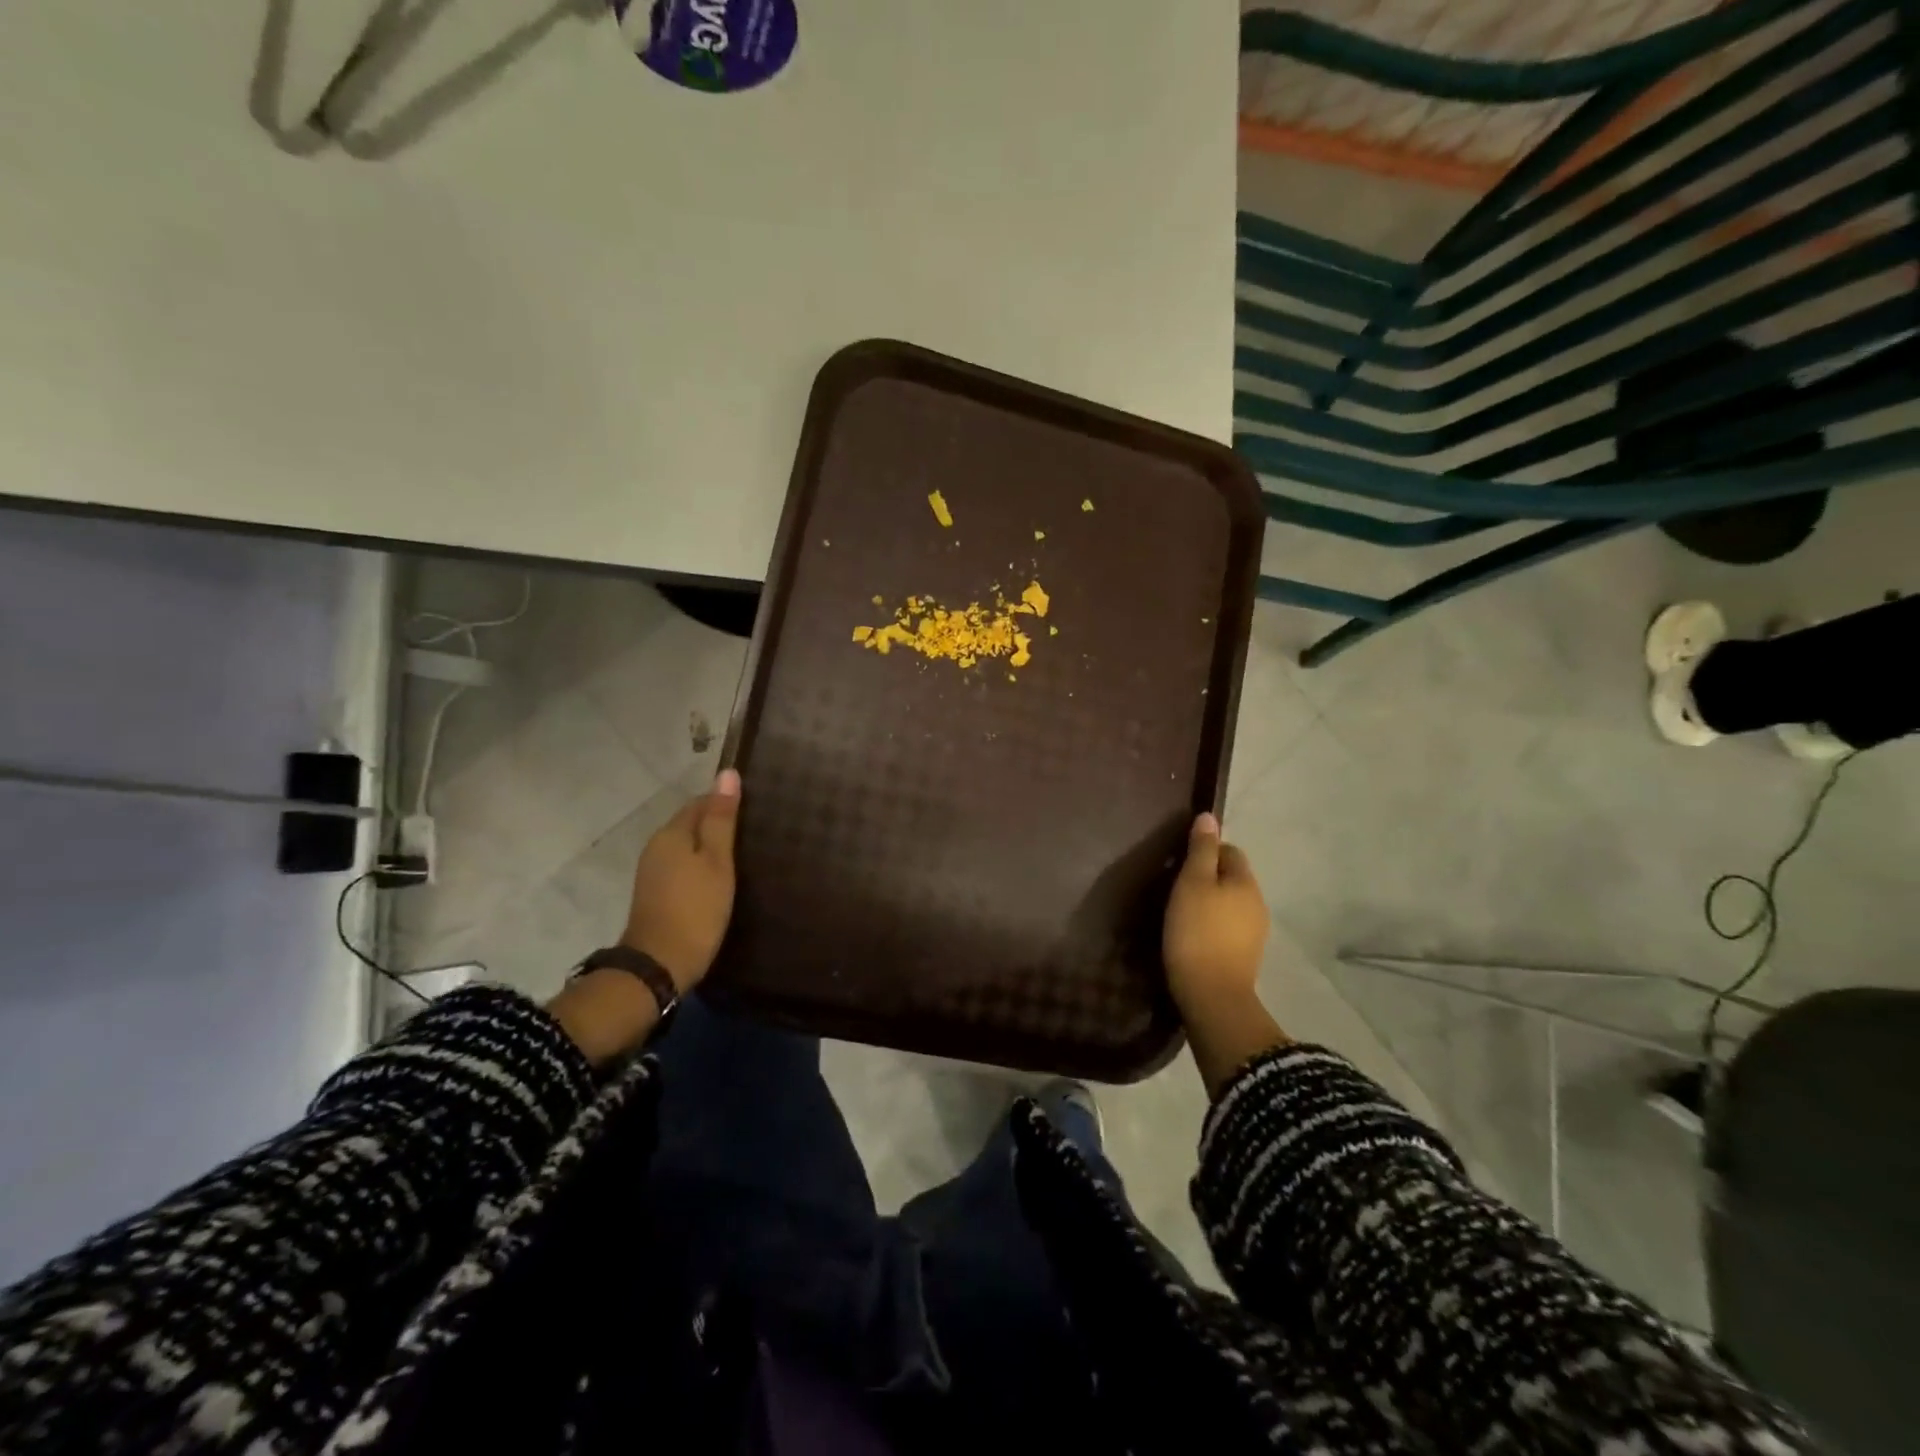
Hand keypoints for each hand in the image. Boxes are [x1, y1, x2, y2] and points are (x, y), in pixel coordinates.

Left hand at [621, 768, 742, 991]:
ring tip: (742, 855)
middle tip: (754, 834)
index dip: (726, 802)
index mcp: (671, 832)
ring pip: (686, 846)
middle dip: (718, 824)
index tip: (755, 811)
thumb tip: (727, 773)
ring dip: (709, 847)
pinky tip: (719, 879)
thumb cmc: (696, 909)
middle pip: (691, 823)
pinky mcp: (656, 893)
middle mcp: (656, 846)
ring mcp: (653, 871)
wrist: (659, 965)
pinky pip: (682, 866)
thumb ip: (721, 819)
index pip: (700, 801)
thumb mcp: (717, 861)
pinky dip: (700, 866)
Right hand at [1163, 812, 1268, 1018]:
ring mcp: (1255, 932)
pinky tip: (1194, 935)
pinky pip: (1229, 927)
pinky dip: (1213, 925)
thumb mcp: (1192, 883)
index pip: (1231, 851)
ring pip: (1231, 903)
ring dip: (1211, 902)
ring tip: (1182, 912)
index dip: (1206, 851)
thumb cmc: (1196, 931)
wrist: (1211, 995)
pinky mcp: (1246, 956)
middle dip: (1209, 877)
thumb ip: (1201, 850)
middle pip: (1233, 877)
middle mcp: (1258, 903)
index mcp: (1246, 882)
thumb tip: (1209, 817)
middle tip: (1177, 888)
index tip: (1181, 864)